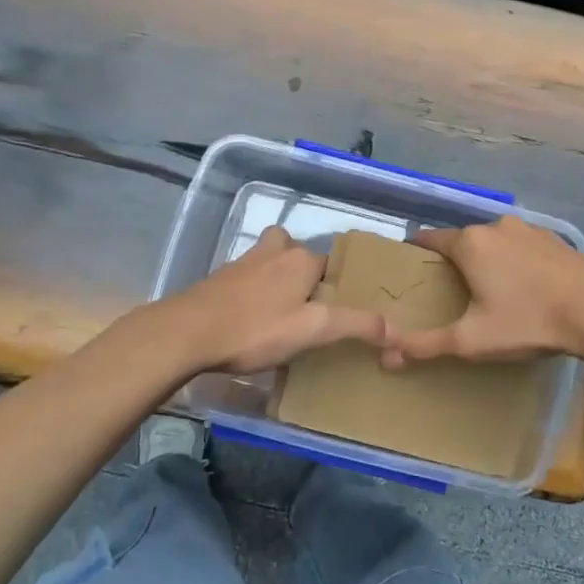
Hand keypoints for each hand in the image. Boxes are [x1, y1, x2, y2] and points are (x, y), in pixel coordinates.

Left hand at [161, 226, 385, 374]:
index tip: (336, 309)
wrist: (187, 332)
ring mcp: (242, 262)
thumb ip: (354, 325)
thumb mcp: (312, 331)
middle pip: (297, 253)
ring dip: (276, 276)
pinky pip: (247, 276)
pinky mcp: (219, 278)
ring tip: (280, 309)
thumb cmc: (256, 329)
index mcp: (301, 259)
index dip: (334, 284)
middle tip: (308, 306)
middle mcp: (274, 251)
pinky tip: (249, 317)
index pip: (330, 263)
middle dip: (304, 273)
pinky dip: (252, 289)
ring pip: (269, 259)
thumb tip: (396, 327)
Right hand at [377, 217, 583, 368]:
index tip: (409, 272)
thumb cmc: (527, 321)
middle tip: (449, 292)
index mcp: (468, 243)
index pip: (428, 239)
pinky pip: (520, 246)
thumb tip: (386, 356)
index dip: (415, 254)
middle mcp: (494, 227)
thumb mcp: (472, 340)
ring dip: (486, 259)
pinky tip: (524, 286)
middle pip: (461, 240)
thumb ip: (426, 346)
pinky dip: (514, 261)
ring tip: (487, 290)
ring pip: (493, 242)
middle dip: (452, 261)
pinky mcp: (554, 239)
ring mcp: (528, 229)